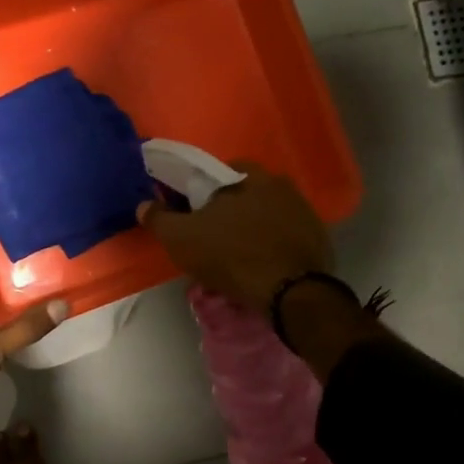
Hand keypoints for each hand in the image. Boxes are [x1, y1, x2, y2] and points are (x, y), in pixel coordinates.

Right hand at [136, 162, 334, 316]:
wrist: (290, 292)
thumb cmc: (231, 256)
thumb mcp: (182, 239)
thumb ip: (160, 219)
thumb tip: (144, 205)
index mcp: (249, 176)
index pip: (221, 171)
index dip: (204, 191)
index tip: (194, 213)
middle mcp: (282, 185)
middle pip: (247, 193)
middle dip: (231, 210)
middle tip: (215, 236)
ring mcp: (305, 212)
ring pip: (269, 215)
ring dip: (254, 229)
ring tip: (238, 256)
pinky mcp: (319, 239)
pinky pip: (287, 237)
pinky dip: (274, 247)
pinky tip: (263, 267)